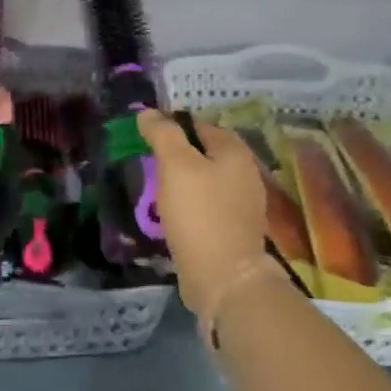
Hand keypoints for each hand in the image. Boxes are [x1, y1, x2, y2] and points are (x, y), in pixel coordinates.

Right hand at [135, 110, 271, 323]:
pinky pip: (206, 205)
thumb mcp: (176, 165)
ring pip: (205, 180)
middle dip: (177, 154)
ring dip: (182, 181)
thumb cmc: (199, 214)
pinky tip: (171, 213)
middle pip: (205, 152)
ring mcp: (242, 203)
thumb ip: (163, 134)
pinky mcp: (233, 229)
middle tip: (147, 161)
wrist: (223, 278)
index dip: (172, 125)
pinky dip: (189, 204)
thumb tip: (148, 112)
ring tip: (154, 187)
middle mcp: (245, 173)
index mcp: (235, 151)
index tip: (145, 136)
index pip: (200, 124)